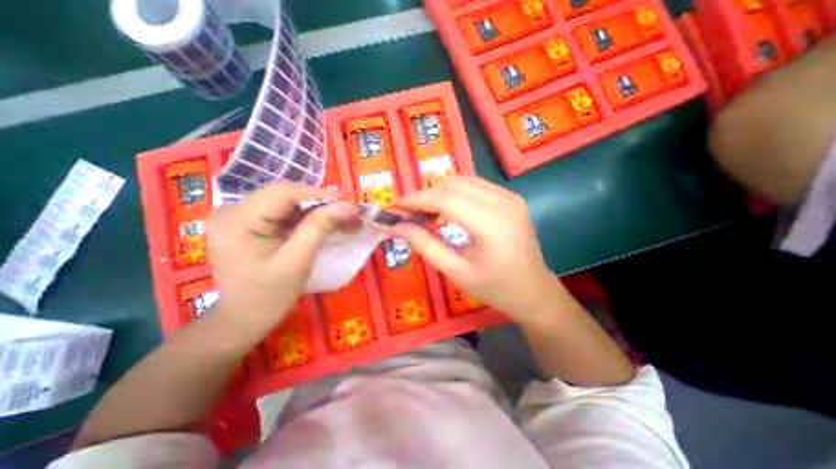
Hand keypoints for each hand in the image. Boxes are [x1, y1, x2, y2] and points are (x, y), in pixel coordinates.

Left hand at [208, 183, 358, 337]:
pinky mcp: (251, 225)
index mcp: (238, 220)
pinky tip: (326, 225)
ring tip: (344, 219)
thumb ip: (320, 228)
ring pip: (288, 203)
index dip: (320, 195)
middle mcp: (234, 211)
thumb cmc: (267, 297)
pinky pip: (285, 214)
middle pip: (287, 195)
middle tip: (350, 213)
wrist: (243, 321)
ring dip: (318, 210)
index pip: (284, 193)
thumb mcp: (297, 261)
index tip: (350, 204)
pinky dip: (309, 218)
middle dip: (322, 203)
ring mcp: (241, 217)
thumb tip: (349, 206)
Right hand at [394, 175, 559, 321]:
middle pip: (454, 186)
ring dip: (439, 192)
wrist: (534, 292)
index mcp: (492, 224)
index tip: (395, 206)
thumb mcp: (456, 271)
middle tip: (407, 211)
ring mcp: (510, 197)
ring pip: (464, 181)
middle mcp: (504, 202)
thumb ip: (425, 246)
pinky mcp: (511, 198)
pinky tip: (444, 207)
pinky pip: (476, 186)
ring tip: (422, 210)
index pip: (446, 200)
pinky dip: (454, 192)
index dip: (417, 200)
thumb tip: (398, 226)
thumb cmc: (496, 288)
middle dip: (426, 195)